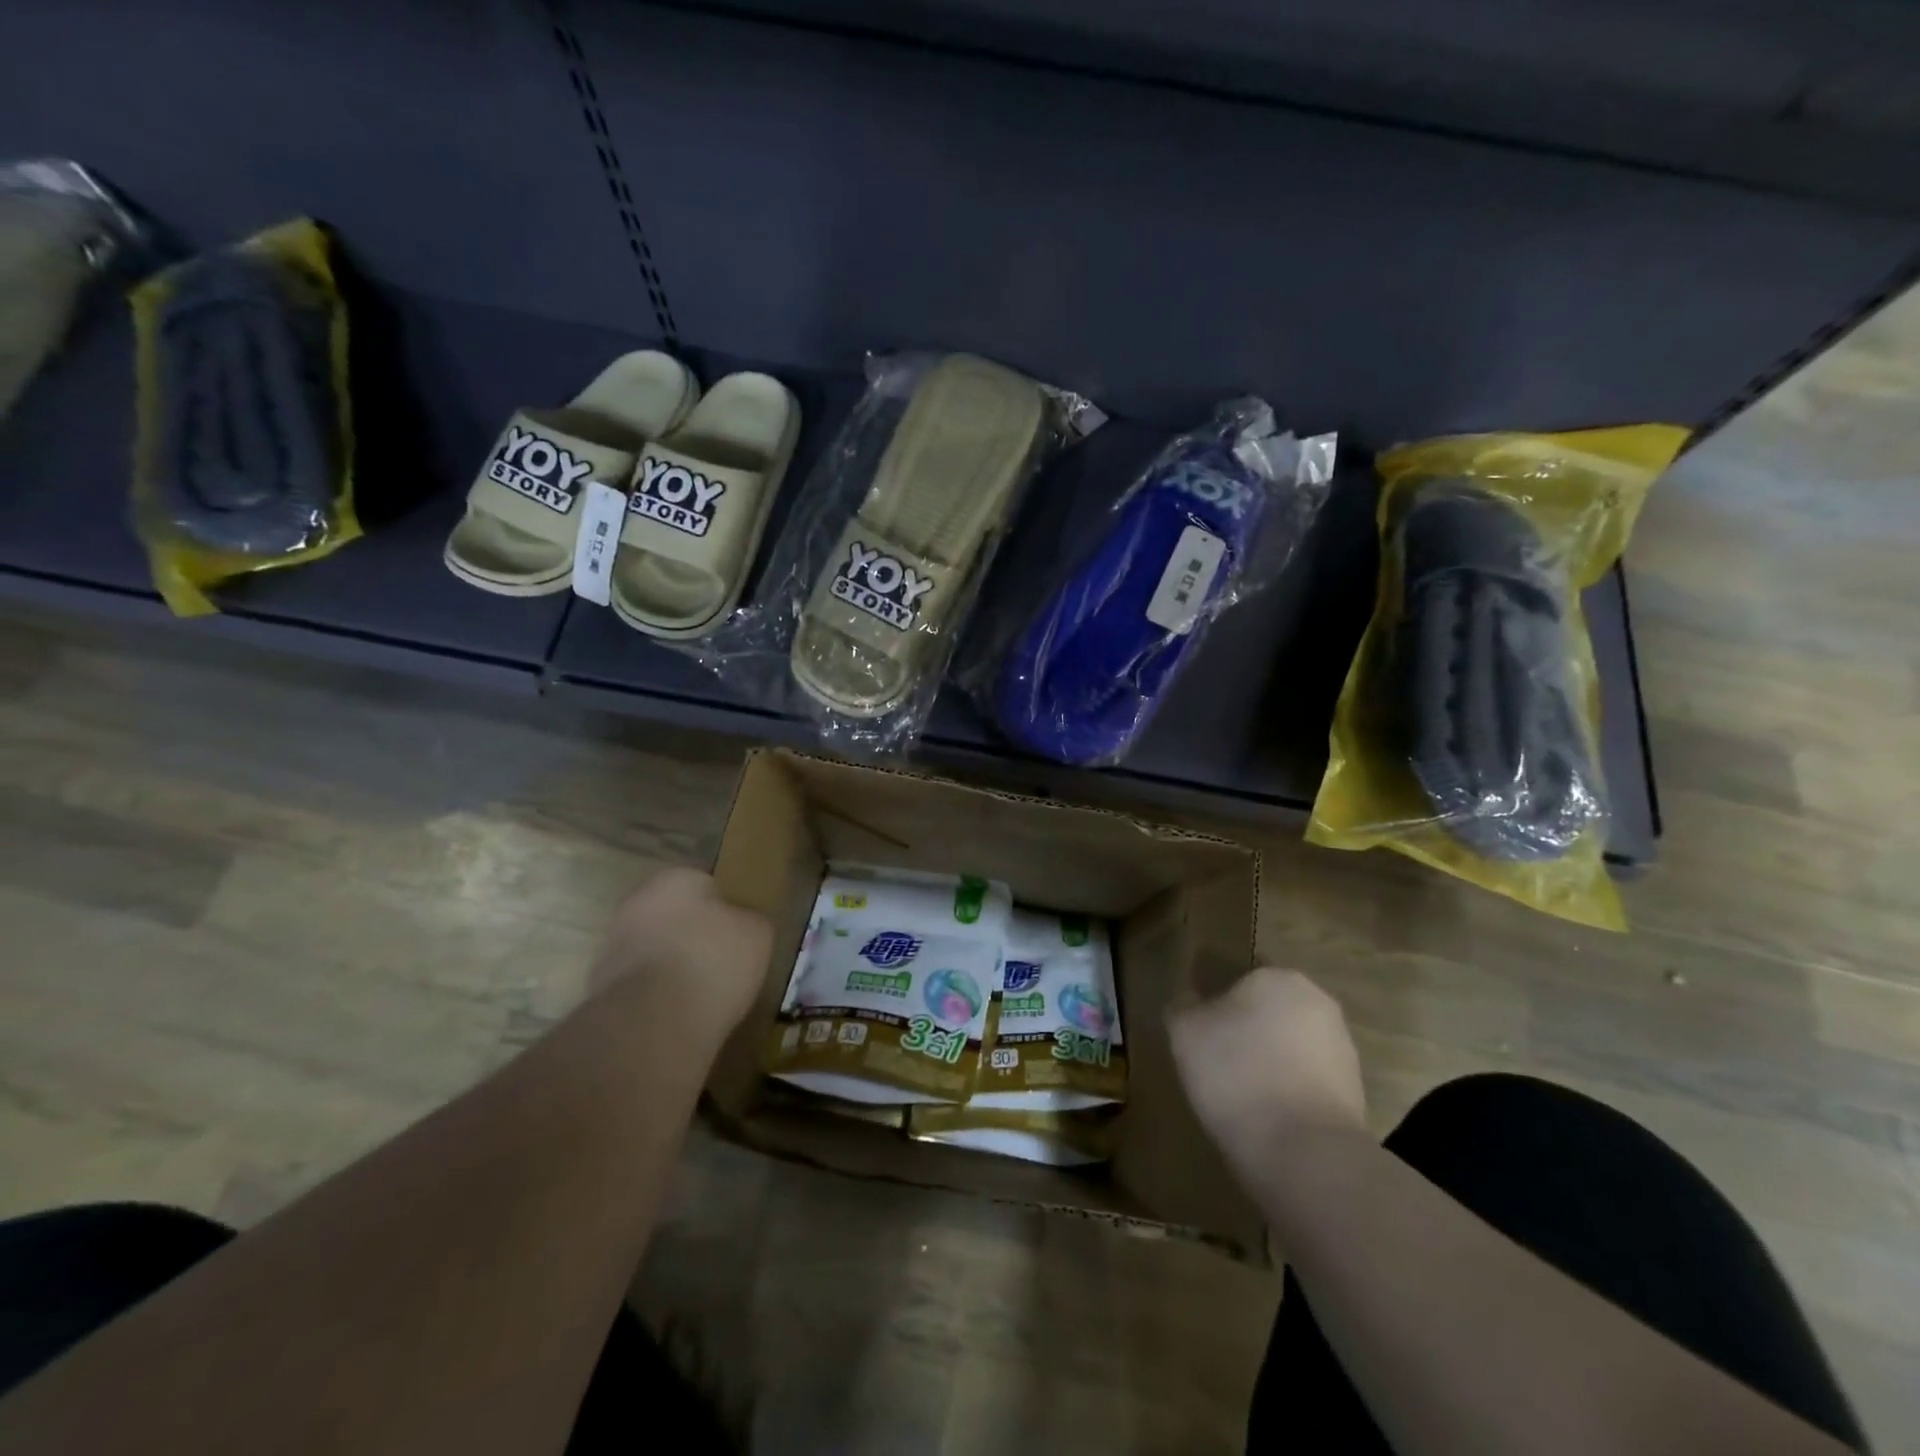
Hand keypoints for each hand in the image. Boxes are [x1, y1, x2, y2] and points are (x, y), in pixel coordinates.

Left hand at [590, 867, 770, 1040]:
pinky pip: (640, 983)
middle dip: (693, 935)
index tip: (738, 935)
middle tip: (722, 963)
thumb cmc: (713, 962)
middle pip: (675, 916)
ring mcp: (612, 945)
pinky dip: (656, 994)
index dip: (725, 910)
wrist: (653, 1024)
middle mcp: (636, 902)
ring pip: (654, 949)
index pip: (706, 885)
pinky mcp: (599, 986)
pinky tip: (678, 1013)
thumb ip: (749, 919)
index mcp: (674, 878)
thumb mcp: (757, 933)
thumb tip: (741, 922)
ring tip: (701, 995)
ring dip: (672, 965)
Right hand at [1168, 968, 1366, 1178]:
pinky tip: (1269, 1117)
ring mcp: (1343, 1047)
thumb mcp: (1184, 1031)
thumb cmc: (1236, 1074)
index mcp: (1277, 976)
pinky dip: (1289, 1092)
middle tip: (1218, 1062)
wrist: (1305, 1152)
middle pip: (1269, 1010)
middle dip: (1248, 1031)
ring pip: (1291, 1045)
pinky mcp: (1356, 1092)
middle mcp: (1317, 1001)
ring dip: (1270, 1062)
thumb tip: (1191, 1002)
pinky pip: (1308, 1081)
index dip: (1216, 1005)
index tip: (1200, 1034)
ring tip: (1242, 1096)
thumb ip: (1184, 1006)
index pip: (1239, 978)